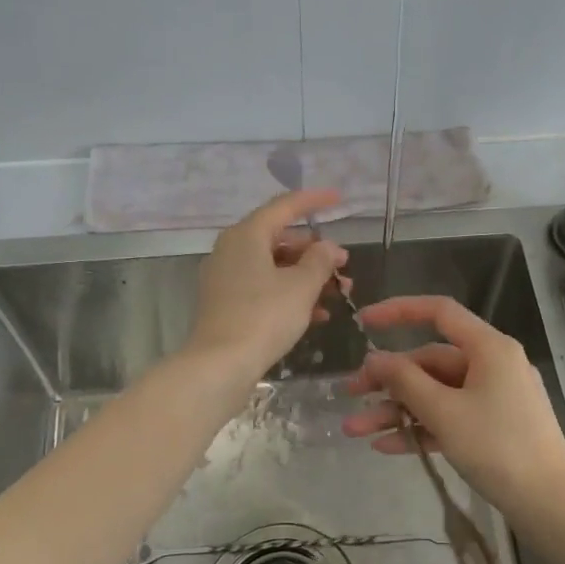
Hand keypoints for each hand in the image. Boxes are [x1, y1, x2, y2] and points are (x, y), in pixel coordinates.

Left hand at [186, 190, 349, 383]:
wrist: (220, 364)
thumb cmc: (264, 316)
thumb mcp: (302, 286)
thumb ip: (321, 260)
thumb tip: (329, 247)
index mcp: (247, 235)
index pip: (284, 206)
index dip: (314, 201)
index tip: (339, 199)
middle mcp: (232, 250)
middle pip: (280, 239)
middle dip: (315, 251)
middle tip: (343, 265)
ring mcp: (226, 277)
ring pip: (274, 266)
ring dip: (307, 276)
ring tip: (339, 293)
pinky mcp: (227, 303)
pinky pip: (264, 287)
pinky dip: (290, 293)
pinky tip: (317, 314)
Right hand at [342, 294, 564, 514]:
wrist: (548, 502)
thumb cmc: (497, 446)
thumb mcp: (445, 412)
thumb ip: (405, 381)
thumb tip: (374, 357)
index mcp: (489, 348)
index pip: (439, 312)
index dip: (399, 312)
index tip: (363, 322)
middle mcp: (492, 365)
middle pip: (430, 361)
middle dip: (388, 380)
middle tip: (349, 395)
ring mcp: (493, 397)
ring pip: (435, 393)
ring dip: (396, 410)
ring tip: (355, 431)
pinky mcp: (492, 426)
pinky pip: (449, 417)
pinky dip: (420, 428)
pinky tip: (385, 447)